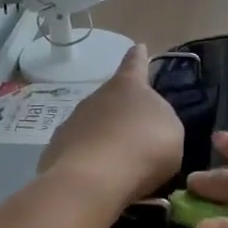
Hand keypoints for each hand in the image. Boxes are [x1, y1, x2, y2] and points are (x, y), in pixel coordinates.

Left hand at [37, 43, 182, 208]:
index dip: (139, 57)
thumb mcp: (172, 132)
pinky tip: (100, 181)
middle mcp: (96, 97)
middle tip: (136, 132)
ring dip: (105, 138)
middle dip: (122, 111)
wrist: (93, 180)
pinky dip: (90, 162)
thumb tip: (150, 122)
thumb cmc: (143, 148)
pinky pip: (79, 153)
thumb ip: (162, 121)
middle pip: (112, 99)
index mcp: (128, 86)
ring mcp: (72, 123)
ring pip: (93, 126)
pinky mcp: (55, 151)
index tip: (139, 47)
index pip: (135, 64)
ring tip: (120, 164)